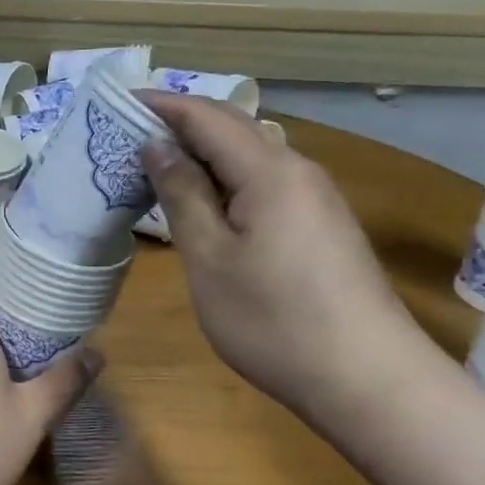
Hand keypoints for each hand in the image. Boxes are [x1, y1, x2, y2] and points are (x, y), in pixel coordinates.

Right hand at [138, 93, 431, 429]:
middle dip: (179, 124)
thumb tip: (158, 146)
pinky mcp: (321, 226)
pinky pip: (264, 183)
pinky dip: (225, 181)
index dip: (160, 105)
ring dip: (201, 155)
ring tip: (155, 169)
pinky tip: (203, 205)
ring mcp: (315, 199)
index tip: (115, 104)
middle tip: (127, 136)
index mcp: (269, 170)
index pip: (206, 115)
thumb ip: (182, 195)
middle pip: (232, 128)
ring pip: (249, 157)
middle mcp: (298, 170)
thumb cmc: (274, 320)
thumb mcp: (209, 258)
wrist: (368, 380)